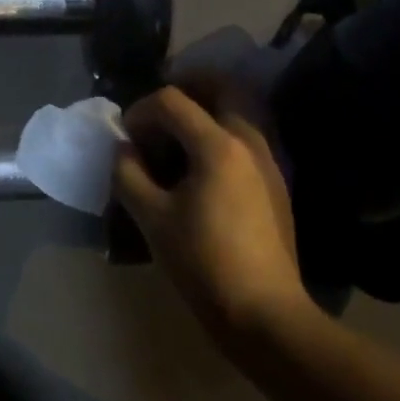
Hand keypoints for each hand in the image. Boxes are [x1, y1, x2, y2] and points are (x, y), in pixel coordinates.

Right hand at [112, 78, 309, 339]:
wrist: (265, 314)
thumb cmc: (203, 263)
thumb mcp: (152, 218)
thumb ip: (128, 174)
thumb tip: (123, 149)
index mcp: (217, 144)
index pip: (172, 101)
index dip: (140, 110)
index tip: (125, 137)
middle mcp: (249, 140)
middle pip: (221, 86)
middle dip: (186, 88)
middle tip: (159, 110)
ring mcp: (269, 160)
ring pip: (239, 110)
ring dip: (207, 110)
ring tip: (176, 136)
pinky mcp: (276, 183)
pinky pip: (248, 136)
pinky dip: (222, 133)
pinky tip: (201, 166)